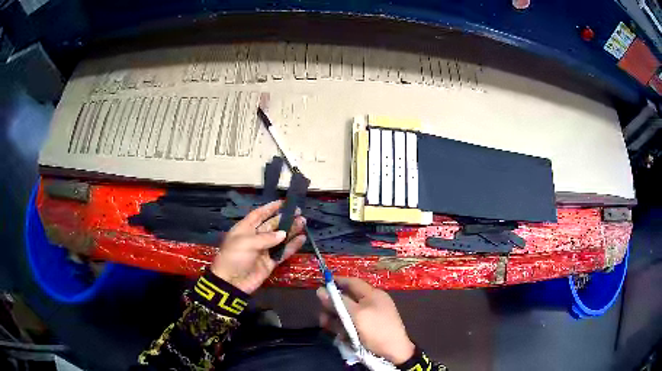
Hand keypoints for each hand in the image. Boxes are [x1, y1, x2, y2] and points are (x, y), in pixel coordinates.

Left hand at [211, 200, 305, 293]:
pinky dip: (292, 246)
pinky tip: (302, 239)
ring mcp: (263, 250)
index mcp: (245, 229)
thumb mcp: (246, 243)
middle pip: (272, 225)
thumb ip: (266, 238)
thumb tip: (283, 234)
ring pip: (280, 238)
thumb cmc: (234, 257)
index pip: (258, 214)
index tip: (283, 202)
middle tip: (299, 212)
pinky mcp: (270, 262)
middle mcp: (255, 237)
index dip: (270, 208)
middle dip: (284, 218)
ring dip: (291, 230)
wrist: (232, 283)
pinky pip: (283, 252)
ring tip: (303, 222)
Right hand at [317, 277, 414, 364]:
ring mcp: (371, 316)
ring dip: (337, 321)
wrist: (394, 352)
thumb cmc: (376, 330)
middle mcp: (372, 302)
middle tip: (322, 319)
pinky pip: (353, 324)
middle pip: (347, 299)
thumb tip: (320, 290)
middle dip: (333, 308)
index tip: (320, 286)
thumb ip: (338, 302)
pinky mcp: (369, 328)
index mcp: (372, 294)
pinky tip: (342, 337)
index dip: (336, 282)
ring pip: (347, 313)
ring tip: (331, 330)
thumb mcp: (356, 315)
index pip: (352, 282)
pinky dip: (345, 329)